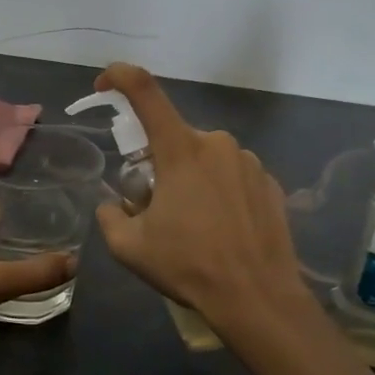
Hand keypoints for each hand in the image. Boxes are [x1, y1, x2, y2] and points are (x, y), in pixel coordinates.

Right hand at [91, 64, 310, 332]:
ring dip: (191, 180)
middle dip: (158, 164)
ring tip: (194, 226)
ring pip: (205, 159)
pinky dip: (220, 193)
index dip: (120, 77)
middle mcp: (217, 144)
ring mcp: (249, 162)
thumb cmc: (189, 266)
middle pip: (174, 139)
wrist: (258, 298)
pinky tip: (223, 230)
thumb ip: (110, 216)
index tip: (104, 82)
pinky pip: (233, 177)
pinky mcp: (271, 183)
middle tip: (156, 207)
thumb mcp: (130, 247)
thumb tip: (113, 205)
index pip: (145, 92)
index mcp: (180, 150)